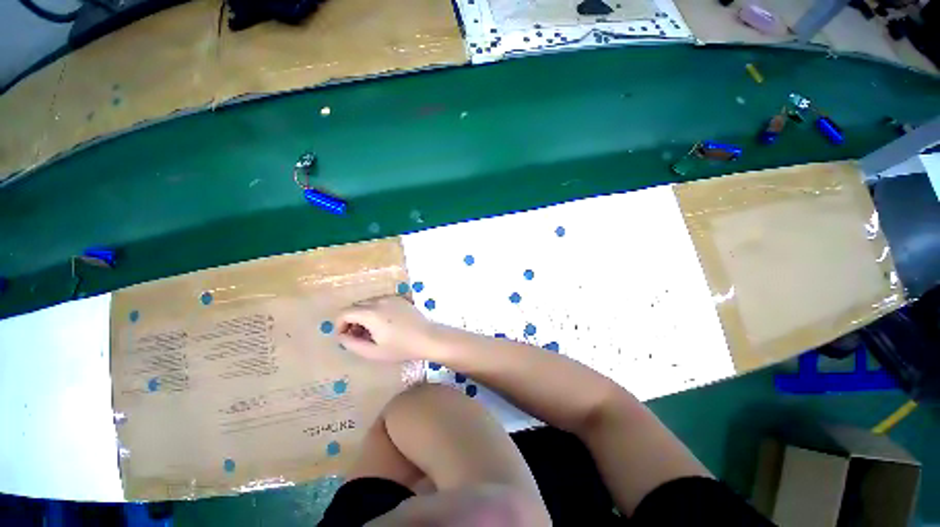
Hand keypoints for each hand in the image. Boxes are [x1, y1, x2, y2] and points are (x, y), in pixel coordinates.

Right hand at [336, 296, 436, 361]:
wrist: (427, 338)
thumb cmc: (401, 348)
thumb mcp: (373, 352)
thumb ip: (352, 344)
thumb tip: (341, 336)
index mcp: (371, 313)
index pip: (344, 312)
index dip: (339, 325)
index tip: (345, 337)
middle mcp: (379, 301)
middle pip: (356, 306)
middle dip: (351, 320)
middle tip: (358, 336)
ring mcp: (391, 298)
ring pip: (368, 303)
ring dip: (363, 315)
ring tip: (372, 332)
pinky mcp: (400, 298)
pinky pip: (381, 302)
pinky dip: (376, 310)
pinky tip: (385, 324)